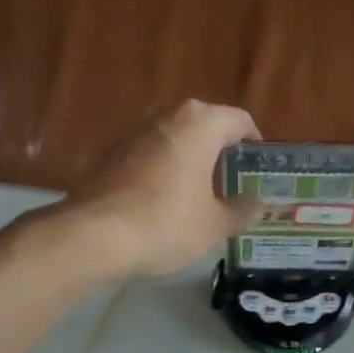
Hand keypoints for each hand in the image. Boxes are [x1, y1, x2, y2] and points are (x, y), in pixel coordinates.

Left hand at [65, 101, 261, 276]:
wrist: (94, 235)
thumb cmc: (166, 224)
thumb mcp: (214, 225)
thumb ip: (242, 211)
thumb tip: (258, 203)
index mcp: (200, 123)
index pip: (240, 121)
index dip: (254, 144)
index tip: (259, 169)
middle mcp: (166, 117)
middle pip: (205, 128)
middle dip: (221, 154)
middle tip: (233, 186)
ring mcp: (134, 134)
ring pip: (175, 142)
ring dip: (190, 164)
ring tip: (201, 198)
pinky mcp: (110, 156)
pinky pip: (150, 159)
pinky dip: (163, 174)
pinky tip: (165, 205)